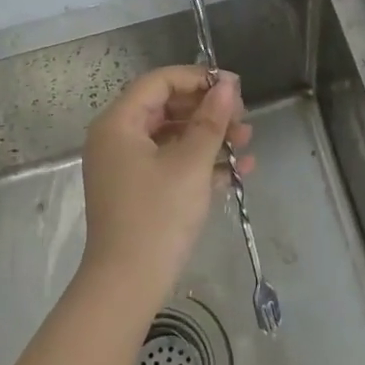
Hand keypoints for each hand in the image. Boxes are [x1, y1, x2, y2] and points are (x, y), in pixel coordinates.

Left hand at [80, 66, 252, 303]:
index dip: (197, 79)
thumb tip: (226, 84)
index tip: (234, 87)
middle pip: (167, 107)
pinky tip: (238, 171)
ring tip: (247, 143)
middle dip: (208, 111)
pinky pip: (170, 163)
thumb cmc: (157, 216)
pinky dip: (200, 163)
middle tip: (243, 118)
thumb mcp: (191, 164)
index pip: (159, 82)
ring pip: (172, 137)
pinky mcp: (137, 192)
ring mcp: (126, 167)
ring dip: (210, 137)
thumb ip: (211, 120)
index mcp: (119, 123)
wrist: (128, 286)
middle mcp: (117, 139)